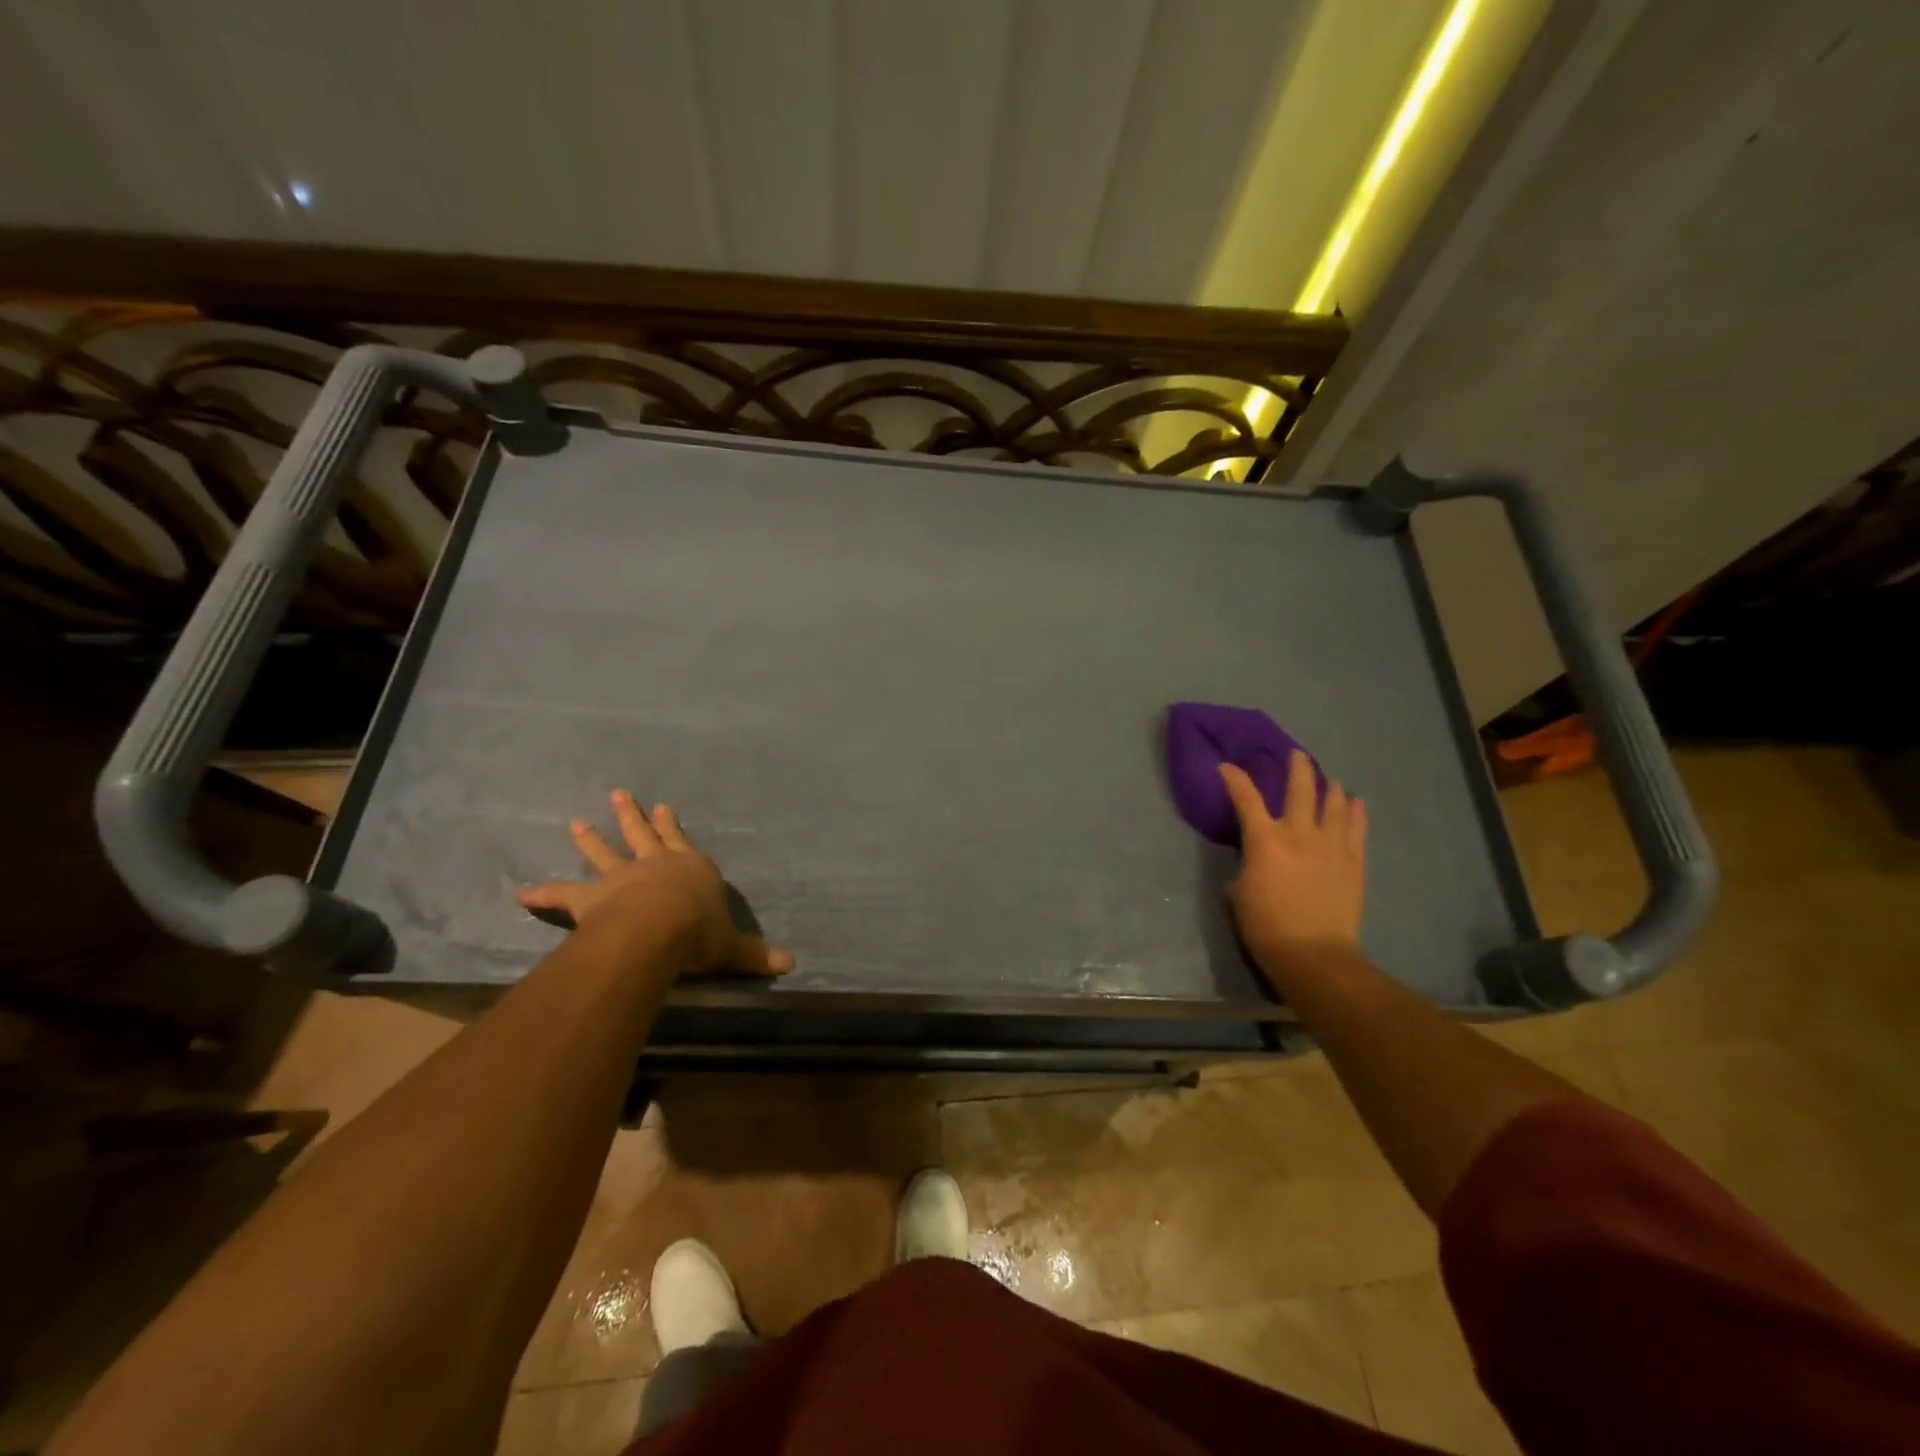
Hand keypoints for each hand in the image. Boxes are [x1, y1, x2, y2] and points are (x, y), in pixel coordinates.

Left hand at [517, 790, 793, 976]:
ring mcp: (621, 878)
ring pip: (604, 853)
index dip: (672, 825)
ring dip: (590, 838)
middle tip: (619, 795)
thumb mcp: (733, 945)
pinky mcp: (592, 898)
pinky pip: (563, 895)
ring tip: (575, 822)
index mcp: (691, 868)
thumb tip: (790, 964)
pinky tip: (521, 893)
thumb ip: (755, 954)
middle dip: (631, 816)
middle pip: (641, 835)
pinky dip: (543, 894)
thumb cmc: (700, 931)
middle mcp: (655, 865)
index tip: (663, 806)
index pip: (681, 840)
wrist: (660, 930)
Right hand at [1219, 751, 1366, 978]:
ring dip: (1330, 787)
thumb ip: (1246, 866)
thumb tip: (1253, 860)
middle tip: (1296, 755)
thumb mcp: (1239, 893)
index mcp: (1265, 841)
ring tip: (1329, 780)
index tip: (1227, 766)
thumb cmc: (1266, 926)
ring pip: (1334, 803)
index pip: (1246, 798)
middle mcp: (1300, 834)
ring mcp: (1331, 845)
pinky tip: (1355, 803)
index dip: (1235, 778)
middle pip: (1300, 789)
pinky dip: (1356, 811)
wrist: (1314, 954)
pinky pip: (1357, 827)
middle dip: (1296, 768)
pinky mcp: (1354, 861)